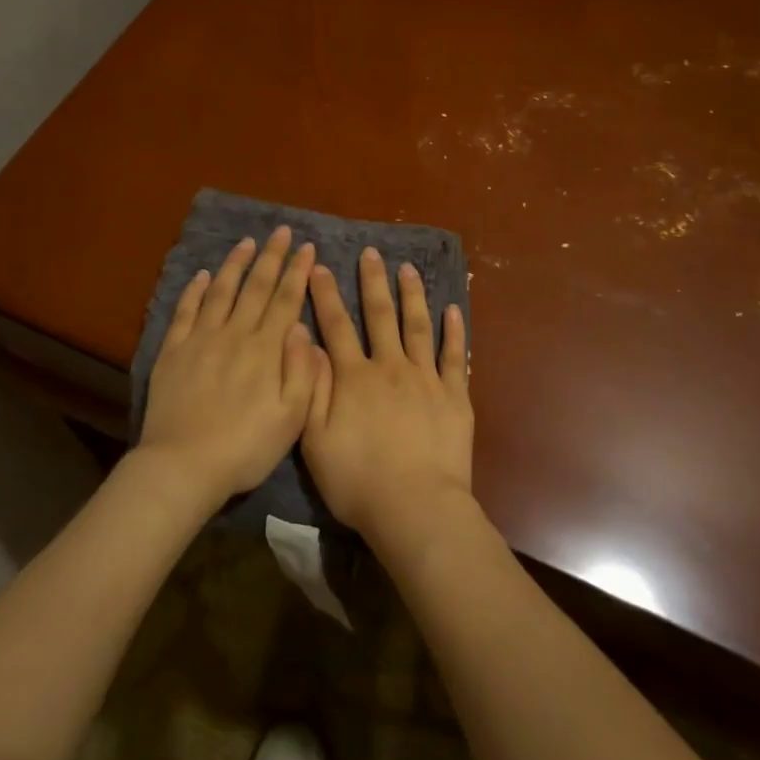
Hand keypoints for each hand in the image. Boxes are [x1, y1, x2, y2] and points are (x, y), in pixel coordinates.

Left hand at [137, 227, 317, 499]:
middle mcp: (235, 334)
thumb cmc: (246, 447)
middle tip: (281, 231)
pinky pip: (185, 311)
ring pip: (221, 291)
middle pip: (256, 287)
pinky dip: (195, 290)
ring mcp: (201, 340)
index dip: (297, 271)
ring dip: (236, 264)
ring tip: (246, 242)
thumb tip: (302, 328)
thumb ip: (302, 370)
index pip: (286, 300)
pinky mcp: (173, 351)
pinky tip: (203, 276)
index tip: (307, 247)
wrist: (183, 465)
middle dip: (271, 256)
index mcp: (266, 350)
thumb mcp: (292, 417)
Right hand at [302, 247, 473, 546]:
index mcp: (353, 377)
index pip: (335, 326)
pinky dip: (454, 332)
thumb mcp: (314, 439)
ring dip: (412, 295)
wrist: (415, 506)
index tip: (319, 267)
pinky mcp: (454, 396)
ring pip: (417, 326)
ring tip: (408, 269)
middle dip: (372, 282)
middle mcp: (389, 367)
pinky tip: (453, 310)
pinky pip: (453, 356)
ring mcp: (425, 378)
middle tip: (372, 252)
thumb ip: (310, 387)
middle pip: (379, 316)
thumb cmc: (357, 480)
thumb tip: (305, 341)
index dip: (325, 295)